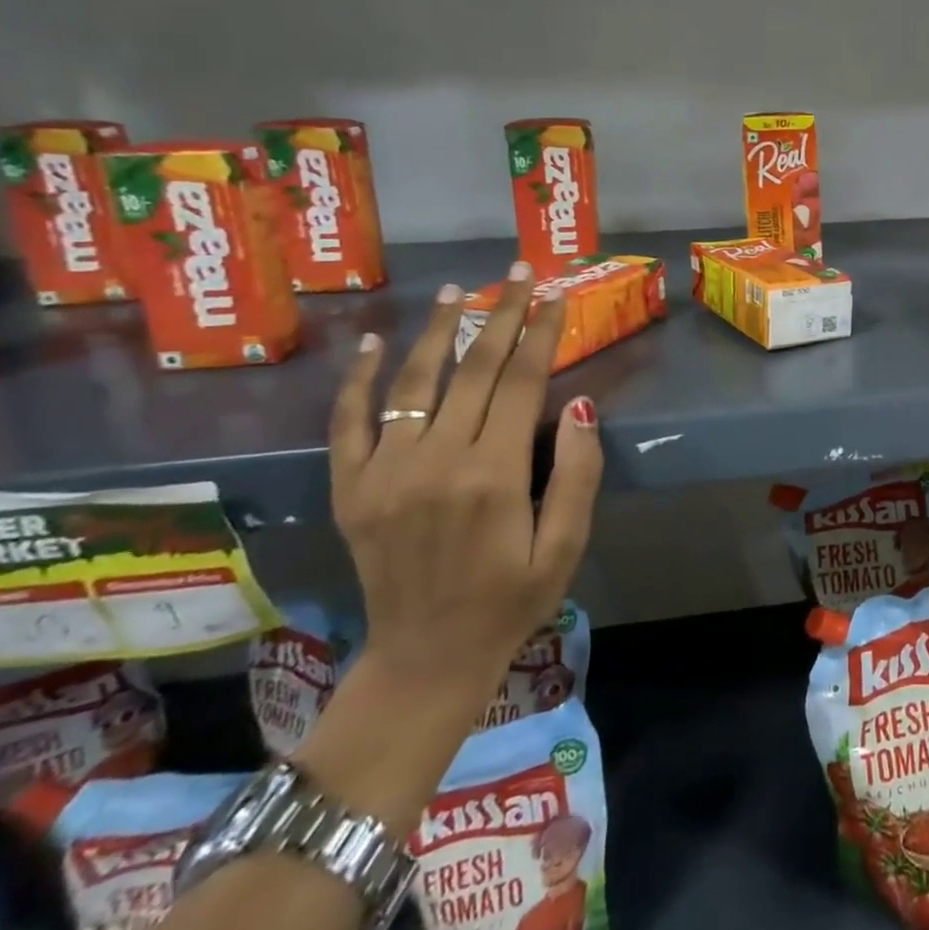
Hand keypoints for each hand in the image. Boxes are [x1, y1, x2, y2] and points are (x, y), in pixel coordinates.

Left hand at [329, 263, 603, 712]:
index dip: (542, 333)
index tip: (556, 295)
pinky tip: (375, 342)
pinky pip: (350, 421)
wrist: (426, 657)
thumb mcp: (567, 545)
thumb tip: (578, 405)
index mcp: (493, 474)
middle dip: (502, 314)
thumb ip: (576, 474)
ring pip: (415, 381)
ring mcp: (385, 471)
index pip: (523, 382)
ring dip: (439, 330)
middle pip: (475, 369)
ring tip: (458, 291)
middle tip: (520, 272)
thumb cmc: (512, 600)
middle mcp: (436, 460)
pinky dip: (361, 379)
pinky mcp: (352, 487)